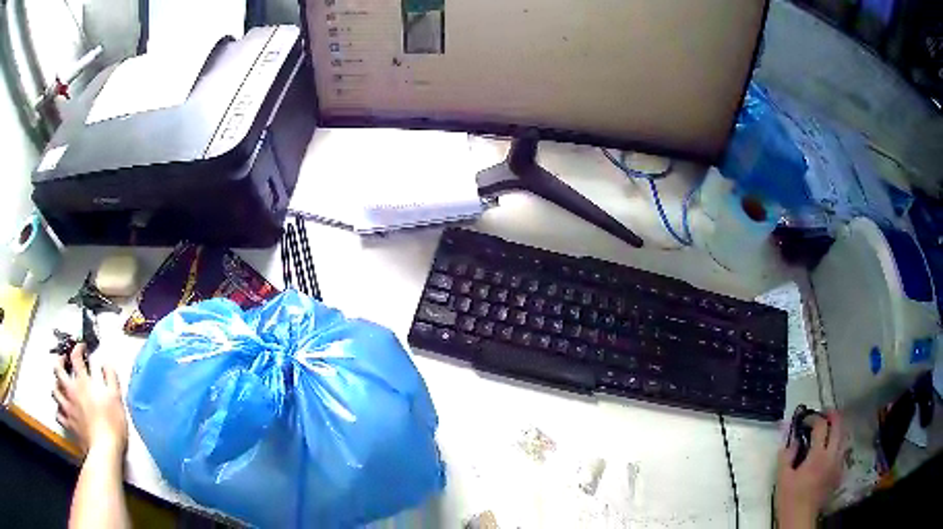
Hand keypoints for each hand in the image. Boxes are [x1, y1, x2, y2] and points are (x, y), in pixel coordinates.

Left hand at [52, 344, 127, 457]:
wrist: (104, 451)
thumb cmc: (112, 423)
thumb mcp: (116, 398)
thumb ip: (110, 377)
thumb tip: (106, 364)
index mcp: (82, 382)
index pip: (75, 356)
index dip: (78, 348)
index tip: (82, 347)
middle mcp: (71, 391)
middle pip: (58, 369)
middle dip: (59, 361)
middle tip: (63, 360)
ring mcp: (67, 408)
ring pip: (54, 390)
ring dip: (56, 385)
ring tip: (60, 385)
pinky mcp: (68, 424)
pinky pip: (58, 413)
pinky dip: (58, 409)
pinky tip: (62, 410)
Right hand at [775, 412, 844, 528]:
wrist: (800, 518)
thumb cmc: (790, 498)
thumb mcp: (782, 477)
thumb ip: (786, 455)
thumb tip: (793, 439)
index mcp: (817, 455)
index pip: (821, 426)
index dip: (814, 418)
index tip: (806, 420)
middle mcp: (832, 455)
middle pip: (839, 426)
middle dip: (832, 416)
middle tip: (824, 413)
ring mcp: (838, 463)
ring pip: (844, 436)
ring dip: (837, 429)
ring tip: (829, 429)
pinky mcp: (839, 472)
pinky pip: (842, 451)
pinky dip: (838, 444)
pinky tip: (830, 450)